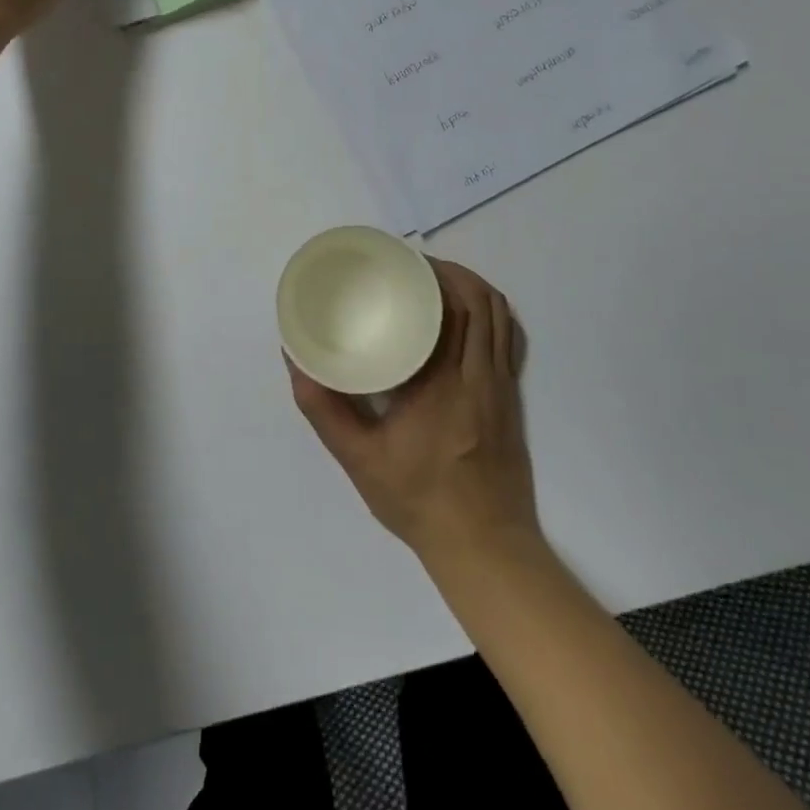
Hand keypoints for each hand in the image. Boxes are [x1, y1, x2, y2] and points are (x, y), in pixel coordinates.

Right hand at [289, 258, 539, 567]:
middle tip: (415, 266)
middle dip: (450, 272)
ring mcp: (502, 386)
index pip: (450, 308)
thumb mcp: (358, 458)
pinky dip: (493, 314)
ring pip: (500, 315)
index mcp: (443, 382)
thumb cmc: (418, 499)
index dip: (432, 275)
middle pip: (479, 301)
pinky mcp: (512, 398)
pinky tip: (468, 315)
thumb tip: (296, 360)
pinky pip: (510, 339)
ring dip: (473, 287)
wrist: (484, 546)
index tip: (403, 262)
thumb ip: (324, 408)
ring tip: (440, 280)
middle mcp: (479, 374)